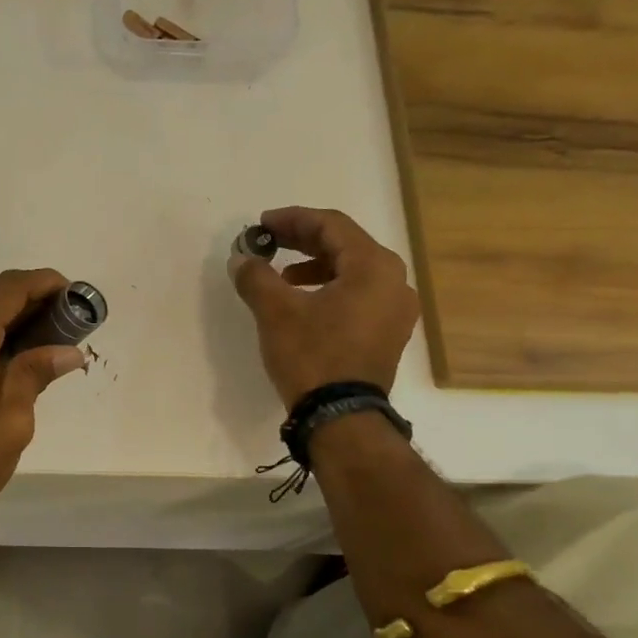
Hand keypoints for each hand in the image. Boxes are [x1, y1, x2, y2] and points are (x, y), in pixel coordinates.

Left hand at [0, 269, 86, 561]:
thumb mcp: (12, 422)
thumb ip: (35, 374)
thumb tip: (69, 350)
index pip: (8, 289)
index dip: (44, 283)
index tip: (75, 295)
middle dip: (30, 305)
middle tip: (68, 326)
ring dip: (8, 323)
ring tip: (45, 345)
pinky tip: (9, 361)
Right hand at [229, 206, 419, 404]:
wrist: (341, 417)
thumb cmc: (312, 356)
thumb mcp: (276, 312)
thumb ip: (256, 277)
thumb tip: (241, 258)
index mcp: (374, 267)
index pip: (332, 226)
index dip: (293, 220)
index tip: (262, 224)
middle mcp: (394, 282)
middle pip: (345, 246)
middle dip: (303, 242)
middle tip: (268, 243)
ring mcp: (396, 311)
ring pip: (353, 273)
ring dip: (315, 268)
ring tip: (282, 278)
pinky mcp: (388, 335)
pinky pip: (359, 297)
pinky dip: (330, 291)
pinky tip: (304, 305)